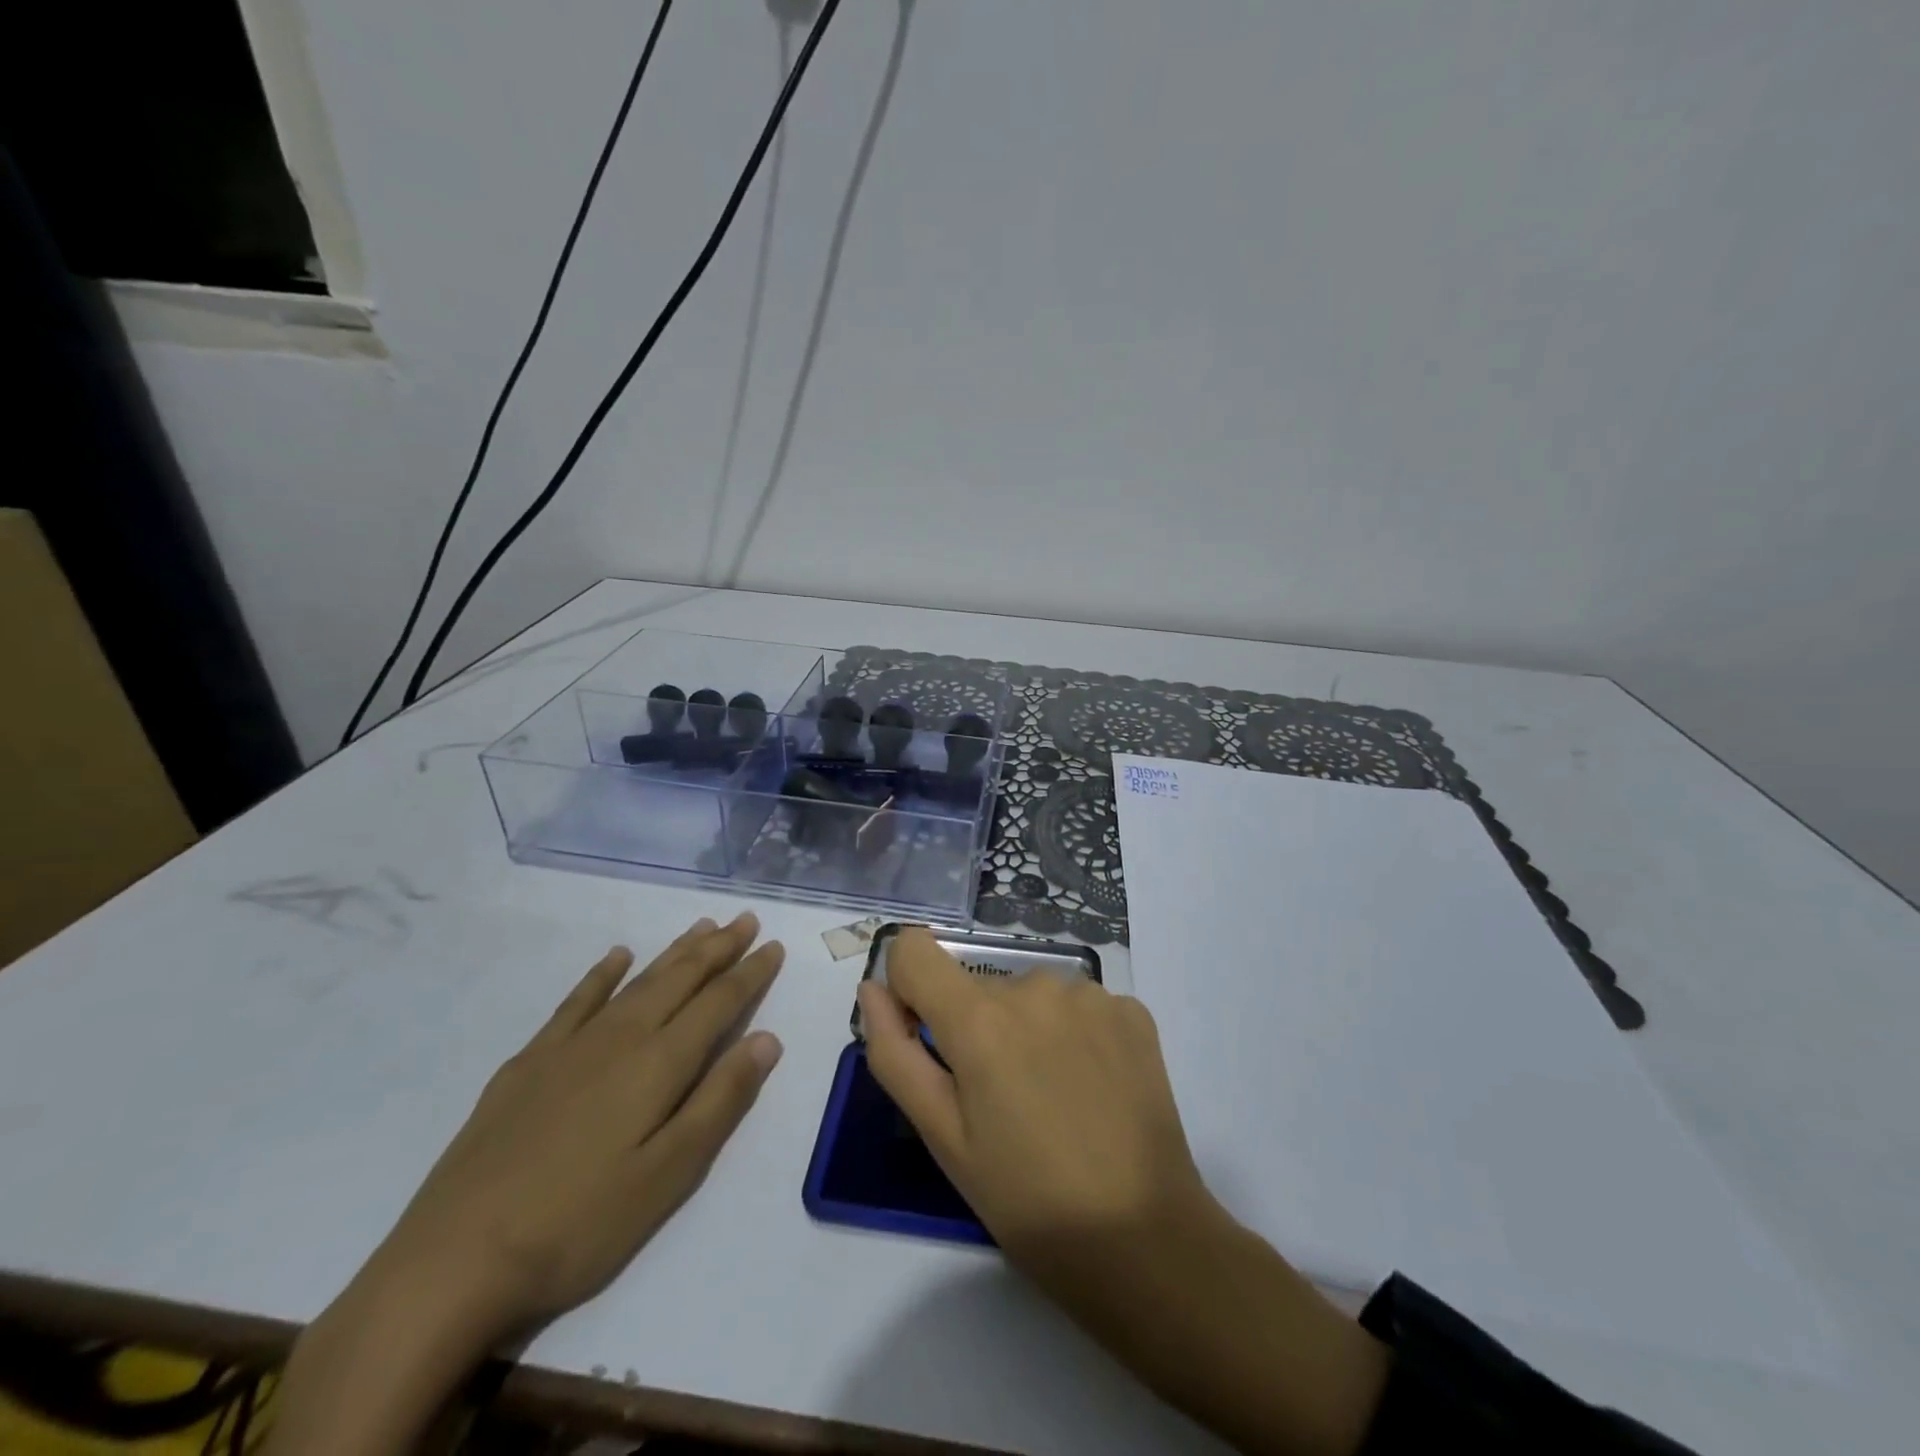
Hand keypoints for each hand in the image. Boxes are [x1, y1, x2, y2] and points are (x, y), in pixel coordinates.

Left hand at [267, 914, 785, 1455]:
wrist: (454, 1260)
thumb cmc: (579, 1225)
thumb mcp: (669, 1175)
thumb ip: (720, 1101)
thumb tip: (767, 1040)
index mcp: (660, 1064)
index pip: (719, 1003)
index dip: (750, 973)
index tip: (775, 946)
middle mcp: (621, 1037)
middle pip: (680, 979)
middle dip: (719, 947)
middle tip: (745, 919)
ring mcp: (571, 1045)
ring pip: (637, 981)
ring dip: (674, 951)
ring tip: (702, 926)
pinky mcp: (529, 1061)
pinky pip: (576, 1000)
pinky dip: (601, 973)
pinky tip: (616, 956)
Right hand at [860, 928, 1388, 1455]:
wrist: (1145, 1240)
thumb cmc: (1026, 1200)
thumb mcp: (942, 1137)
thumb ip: (895, 1053)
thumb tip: (873, 989)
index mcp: (979, 1017)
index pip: (916, 950)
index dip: (909, 988)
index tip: (926, 1035)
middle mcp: (1034, 984)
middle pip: (976, 984)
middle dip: (975, 1028)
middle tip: (1001, 1101)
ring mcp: (1090, 993)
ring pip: (1029, 995)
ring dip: (1026, 1030)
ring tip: (1051, 1098)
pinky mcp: (1131, 1009)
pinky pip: (1077, 1005)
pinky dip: (1072, 1034)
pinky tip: (1091, 1088)